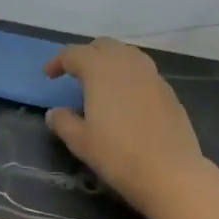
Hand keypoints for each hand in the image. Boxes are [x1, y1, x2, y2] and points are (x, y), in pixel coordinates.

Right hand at [44, 40, 208, 213]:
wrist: (170, 172)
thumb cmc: (118, 155)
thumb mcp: (81, 142)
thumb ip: (63, 122)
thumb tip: (54, 112)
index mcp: (100, 70)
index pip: (74, 54)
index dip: (58, 61)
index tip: (48, 76)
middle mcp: (127, 63)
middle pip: (103, 46)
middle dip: (86, 55)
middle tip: (74, 74)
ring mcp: (152, 75)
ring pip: (127, 55)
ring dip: (110, 62)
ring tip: (101, 83)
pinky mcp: (168, 91)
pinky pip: (143, 72)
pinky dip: (129, 76)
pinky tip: (126, 99)